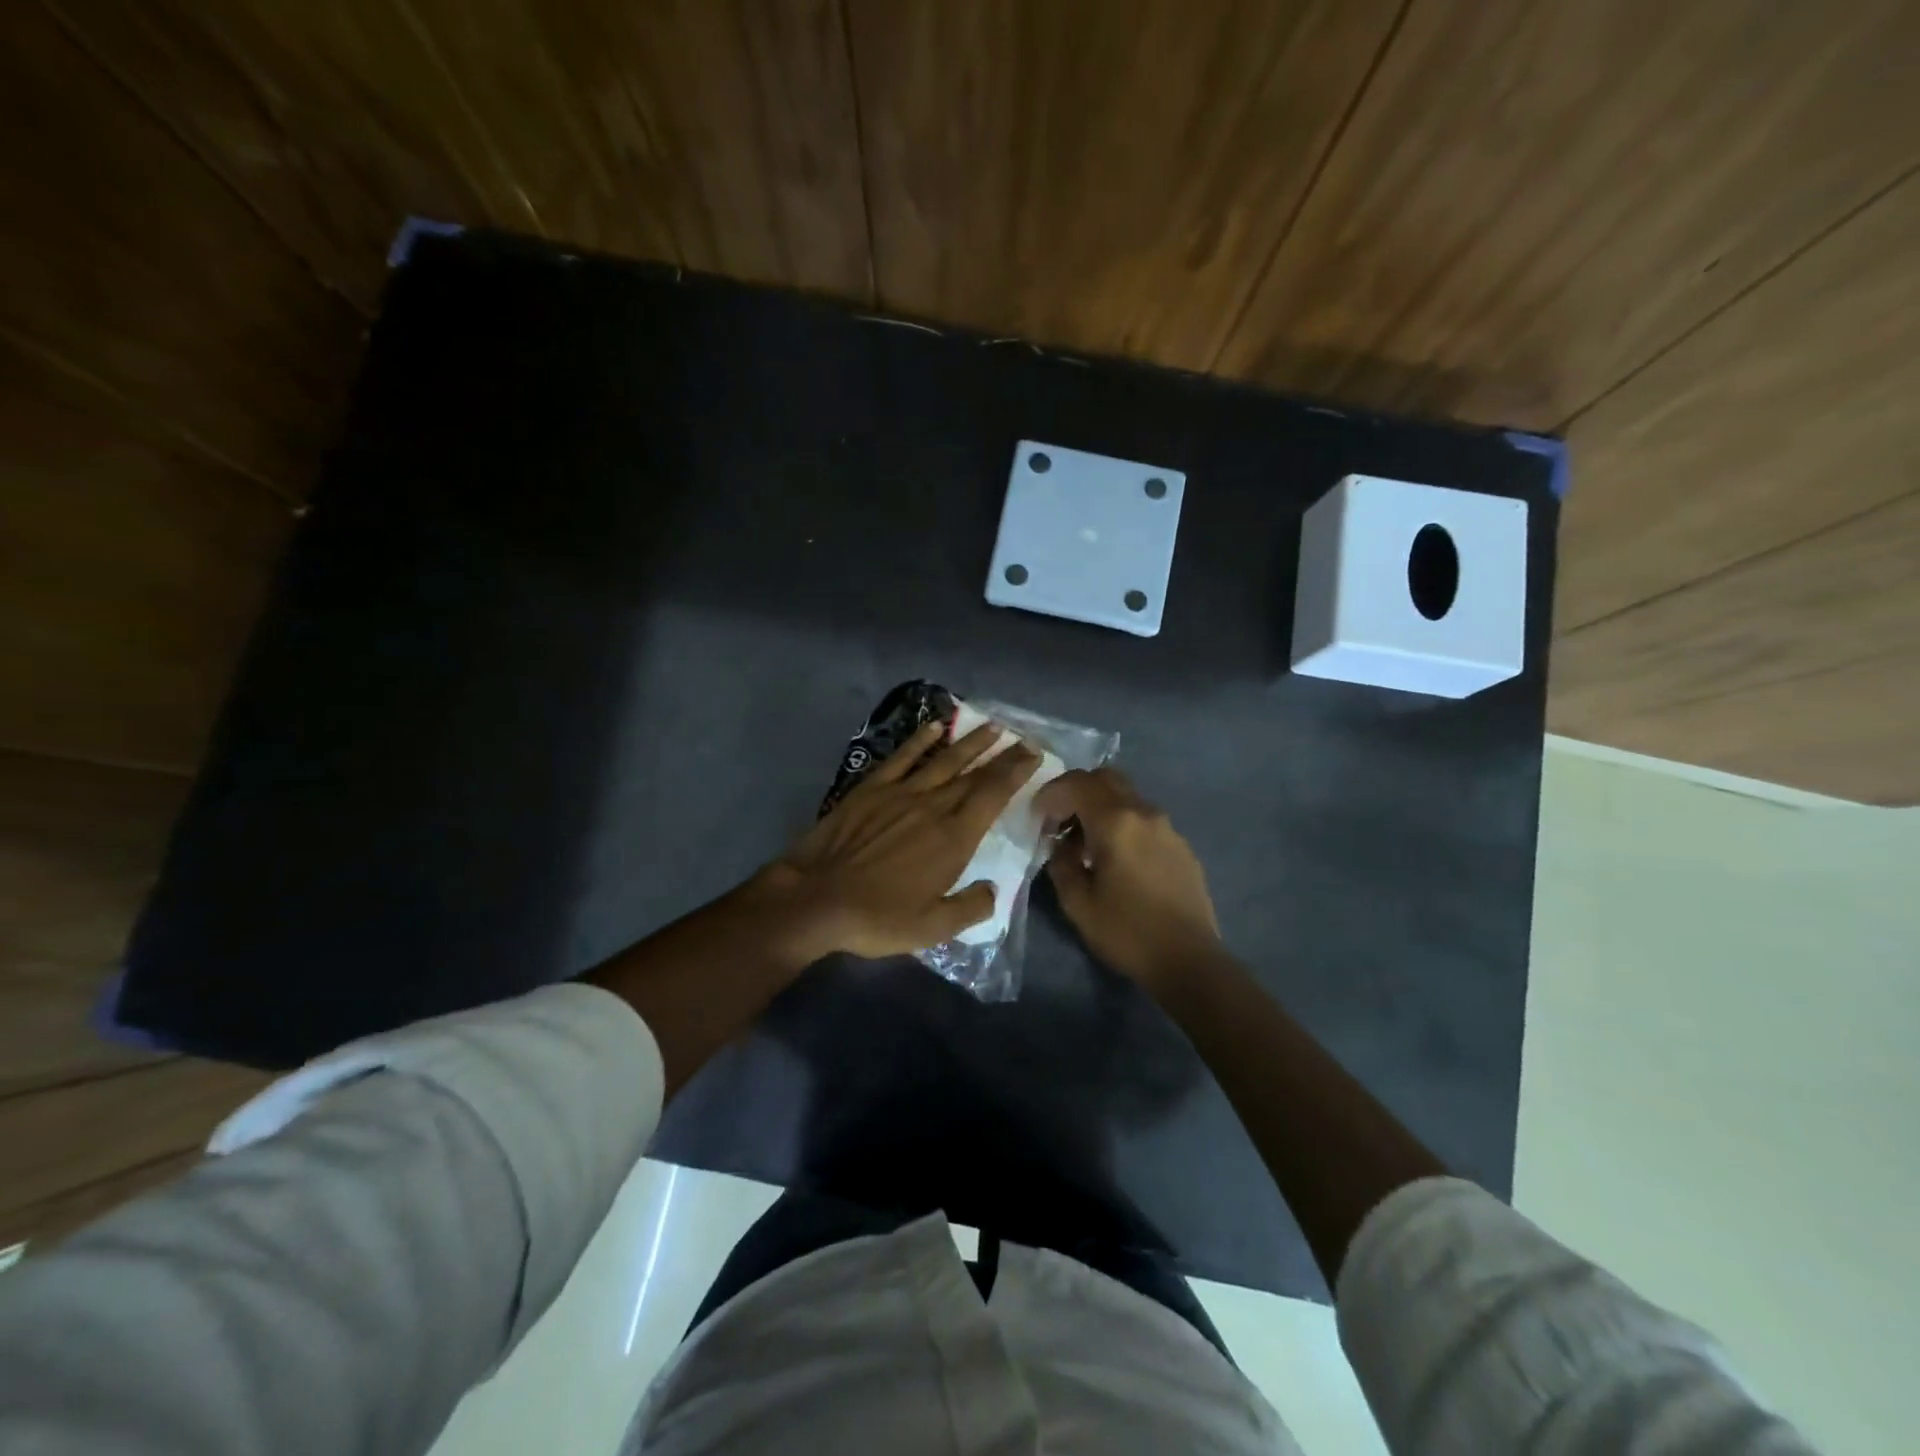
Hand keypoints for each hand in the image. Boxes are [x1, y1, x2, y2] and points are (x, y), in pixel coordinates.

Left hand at [757, 720, 1040, 961]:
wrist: (817, 899)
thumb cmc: (878, 916)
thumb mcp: (933, 927)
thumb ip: (971, 907)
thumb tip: (994, 890)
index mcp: (953, 838)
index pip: (993, 796)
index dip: (1016, 773)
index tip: (1034, 755)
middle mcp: (933, 806)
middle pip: (974, 774)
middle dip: (1002, 755)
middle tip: (1024, 738)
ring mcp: (900, 793)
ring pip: (943, 759)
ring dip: (970, 742)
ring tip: (992, 725)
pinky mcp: (871, 788)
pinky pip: (902, 757)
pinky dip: (920, 740)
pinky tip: (935, 726)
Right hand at [1036, 767, 1219, 990]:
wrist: (1189, 960)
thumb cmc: (1127, 932)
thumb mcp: (1077, 903)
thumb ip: (1061, 863)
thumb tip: (1061, 844)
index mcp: (1116, 822)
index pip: (1077, 783)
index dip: (1051, 792)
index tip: (1037, 815)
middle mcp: (1144, 812)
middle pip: (1106, 778)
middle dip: (1077, 790)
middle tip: (1060, 820)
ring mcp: (1168, 827)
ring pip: (1127, 797)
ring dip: (1101, 807)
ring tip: (1086, 843)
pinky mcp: (1181, 845)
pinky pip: (1144, 819)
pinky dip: (1123, 824)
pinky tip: (1117, 859)